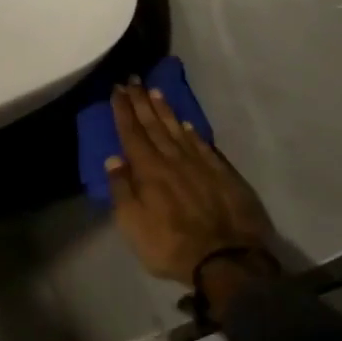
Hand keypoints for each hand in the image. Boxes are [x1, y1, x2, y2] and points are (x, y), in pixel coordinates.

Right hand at [107, 81, 276, 288]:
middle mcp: (173, 159)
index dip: (123, 111)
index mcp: (148, 170)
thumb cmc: (170, 245)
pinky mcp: (222, 174)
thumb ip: (121, 189)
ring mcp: (200, 164)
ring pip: (178, 129)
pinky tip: (187, 123)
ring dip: (165, 110)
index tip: (117, 89)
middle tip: (133, 80)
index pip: (132, 133)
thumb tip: (114, 159)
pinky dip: (192, 131)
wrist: (227, 260)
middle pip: (154, 125)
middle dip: (141, 101)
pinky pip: (203, 144)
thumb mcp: (132, 224)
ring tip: (155, 91)